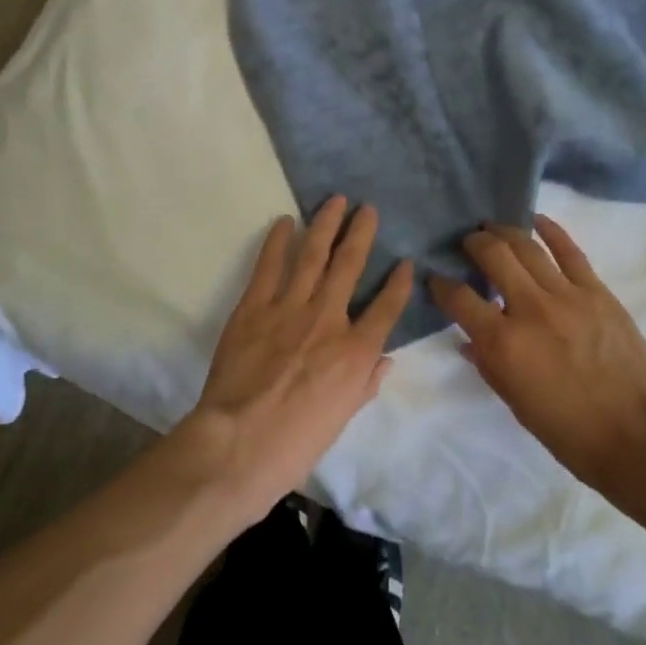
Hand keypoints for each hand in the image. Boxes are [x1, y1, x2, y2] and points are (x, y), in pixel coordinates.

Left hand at [182, 197, 412, 523]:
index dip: (399, 283)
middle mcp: (328, 319)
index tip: (406, 263)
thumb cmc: (296, 442)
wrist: (239, 443)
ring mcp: (290, 308)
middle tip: (367, 208)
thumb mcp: (342, 419)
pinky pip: (269, 266)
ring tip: (335, 200)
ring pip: (313, 255)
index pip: (387, 307)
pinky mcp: (254, 307)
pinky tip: (284, 222)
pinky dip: (277, 241)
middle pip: (350, 265)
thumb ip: (365, 383)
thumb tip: (384, 360)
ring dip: (325, 224)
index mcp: (356, 352)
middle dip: (361, 233)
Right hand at [429, 216, 645, 494]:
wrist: (637, 435)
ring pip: (527, 247)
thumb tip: (469, 339)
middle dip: (473, 243)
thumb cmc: (569, 431)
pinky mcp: (596, 291)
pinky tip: (536, 220)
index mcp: (503, 343)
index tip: (437, 279)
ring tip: (492, 227)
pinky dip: (551, 231)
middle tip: (468, 243)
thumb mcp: (515, 403)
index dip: (441, 285)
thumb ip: (488, 364)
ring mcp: (566, 295)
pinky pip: (569, 251)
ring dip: (504, 232)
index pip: (459, 298)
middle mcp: (529, 309)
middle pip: (493, 256)